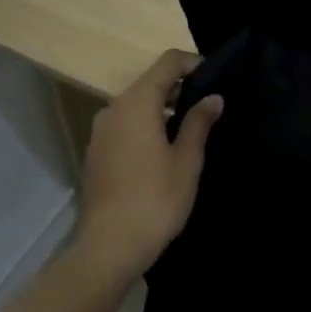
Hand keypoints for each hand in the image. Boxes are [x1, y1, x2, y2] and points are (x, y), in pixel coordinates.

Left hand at [76, 49, 223, 275]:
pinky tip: (163, 151)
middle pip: (150, 82)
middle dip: (179, 87)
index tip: (216, 78)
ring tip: (190, 130)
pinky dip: (145, 126)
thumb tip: (213, 97)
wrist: (107, 249)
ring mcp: (100, 132)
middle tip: (208, 106)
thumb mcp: (186, 160)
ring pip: (136, 105)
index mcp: (136, 103)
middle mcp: (113, 109)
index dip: (193, 63)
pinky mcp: (95, 153)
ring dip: (162, 109)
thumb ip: (199, 122)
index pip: (167, 62)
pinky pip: (125, 125)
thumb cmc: (155, 200)